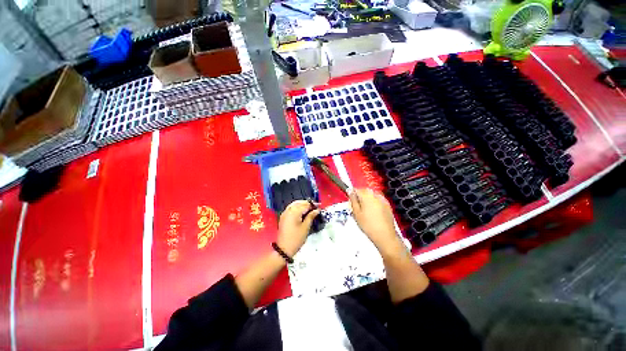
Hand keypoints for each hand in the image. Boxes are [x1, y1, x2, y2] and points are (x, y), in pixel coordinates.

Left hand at [277, 200, 319, 256]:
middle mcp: (288, 210)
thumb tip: (316, 210)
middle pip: (299, 203)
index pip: (305, 205)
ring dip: (302, 205)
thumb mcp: (305, 227)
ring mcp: (285, 213)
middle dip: (307, 204)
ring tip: (309, 209)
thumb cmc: (296, 239)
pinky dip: (297, 207)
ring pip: (294, 204)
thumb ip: (311, 217)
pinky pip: (291, 208)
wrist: (284, 249)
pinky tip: (302, 211)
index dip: (313, 205)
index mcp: (294, 212)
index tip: (319, 206)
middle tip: (315, 207)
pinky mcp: (283, 217)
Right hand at [349, 188, 403, 256]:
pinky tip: (373, 214)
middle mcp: (375, 194)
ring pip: (371, 196)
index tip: (351, 204)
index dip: (352, 196)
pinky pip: (378, 201)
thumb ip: (353, 200)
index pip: (356, 189)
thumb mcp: (356, 213)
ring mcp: (383, 199)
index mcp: (366, 195)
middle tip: (357, 210)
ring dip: (367, 201)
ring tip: (365, 213)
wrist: (385, 236)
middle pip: (364, 192)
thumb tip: (350, 190)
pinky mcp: (388, 205)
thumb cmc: (368, 225)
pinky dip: (374, 204)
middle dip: (360, 198)